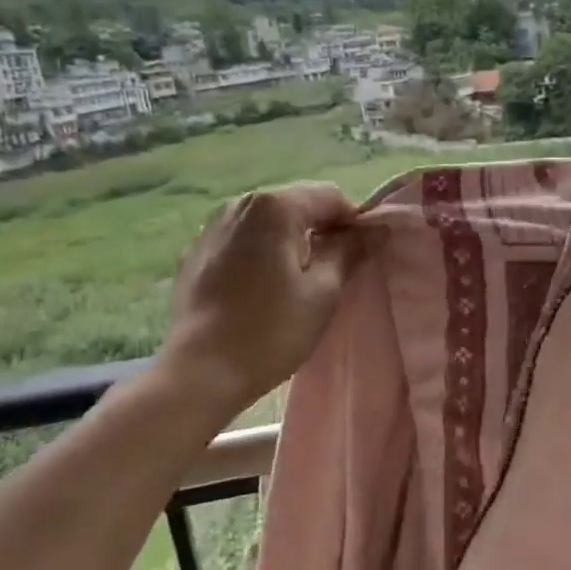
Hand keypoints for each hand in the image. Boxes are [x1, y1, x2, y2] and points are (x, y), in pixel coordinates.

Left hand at [159, 183, 364, 410]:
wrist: (200, 372)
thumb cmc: (271, 331)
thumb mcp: (323, 292)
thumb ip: (349, 252)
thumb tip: (375, 230)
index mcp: (274, 207)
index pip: (330, 198)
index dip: (354, 223)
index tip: (363, 255)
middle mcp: (239, 205)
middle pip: (296, 205)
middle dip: (321, 230)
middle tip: (335, 272)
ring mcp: (210, 227)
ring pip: (267, 223)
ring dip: (290, 242)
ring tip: (299, 281)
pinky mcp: (194, 254)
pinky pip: (241, 241)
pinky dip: (260, 253)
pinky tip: (262, 289)